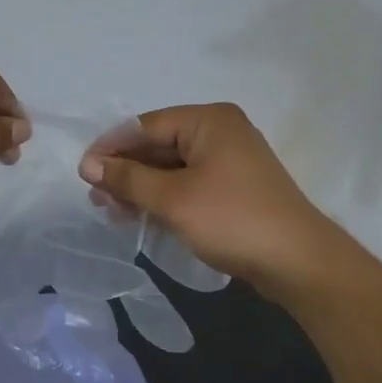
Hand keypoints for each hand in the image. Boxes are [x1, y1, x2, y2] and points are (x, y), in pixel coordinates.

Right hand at [79, 103, 339, 294]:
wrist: (298, 262)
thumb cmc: (232, 219)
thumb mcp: (172, 198)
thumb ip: (128, 178)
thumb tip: (88, 165)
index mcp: (209, 120)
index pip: (146, 125)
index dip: (111, 148)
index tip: (83, 172)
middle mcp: (220, 131)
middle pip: (158, 145)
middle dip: (125, 171)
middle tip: (96, 197)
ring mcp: (229, 160)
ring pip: (171, 167)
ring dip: (140, 188)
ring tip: (112, 210)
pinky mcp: (233, 187)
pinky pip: (187, 183)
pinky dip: (162, 198)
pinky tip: (140, 216)